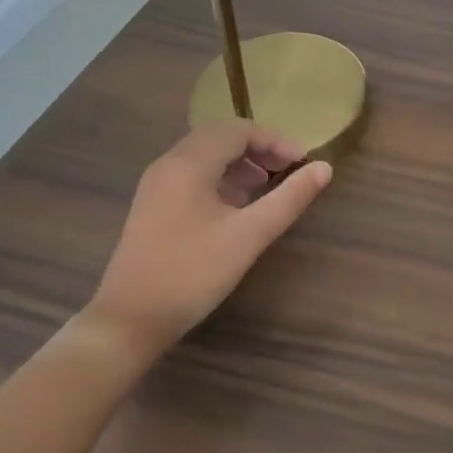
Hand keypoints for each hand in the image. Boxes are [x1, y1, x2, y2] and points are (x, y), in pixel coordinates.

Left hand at [91, 122, 331, 349]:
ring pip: (204, 153)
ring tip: (266, 185)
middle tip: (286, 170)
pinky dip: (219, 176)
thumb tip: (325, 168)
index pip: (240, 130)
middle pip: (220, 136)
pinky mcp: (151, 204)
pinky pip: (191, 172)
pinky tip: (235, 205)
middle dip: (258, 147)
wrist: (127, 322)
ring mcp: (156, 183)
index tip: (302, 164)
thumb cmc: (192, 273)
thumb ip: (289, 198)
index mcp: (190, 162)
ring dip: (238, 161)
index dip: (275, 141)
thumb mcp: (248, 236)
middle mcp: (169, 162)